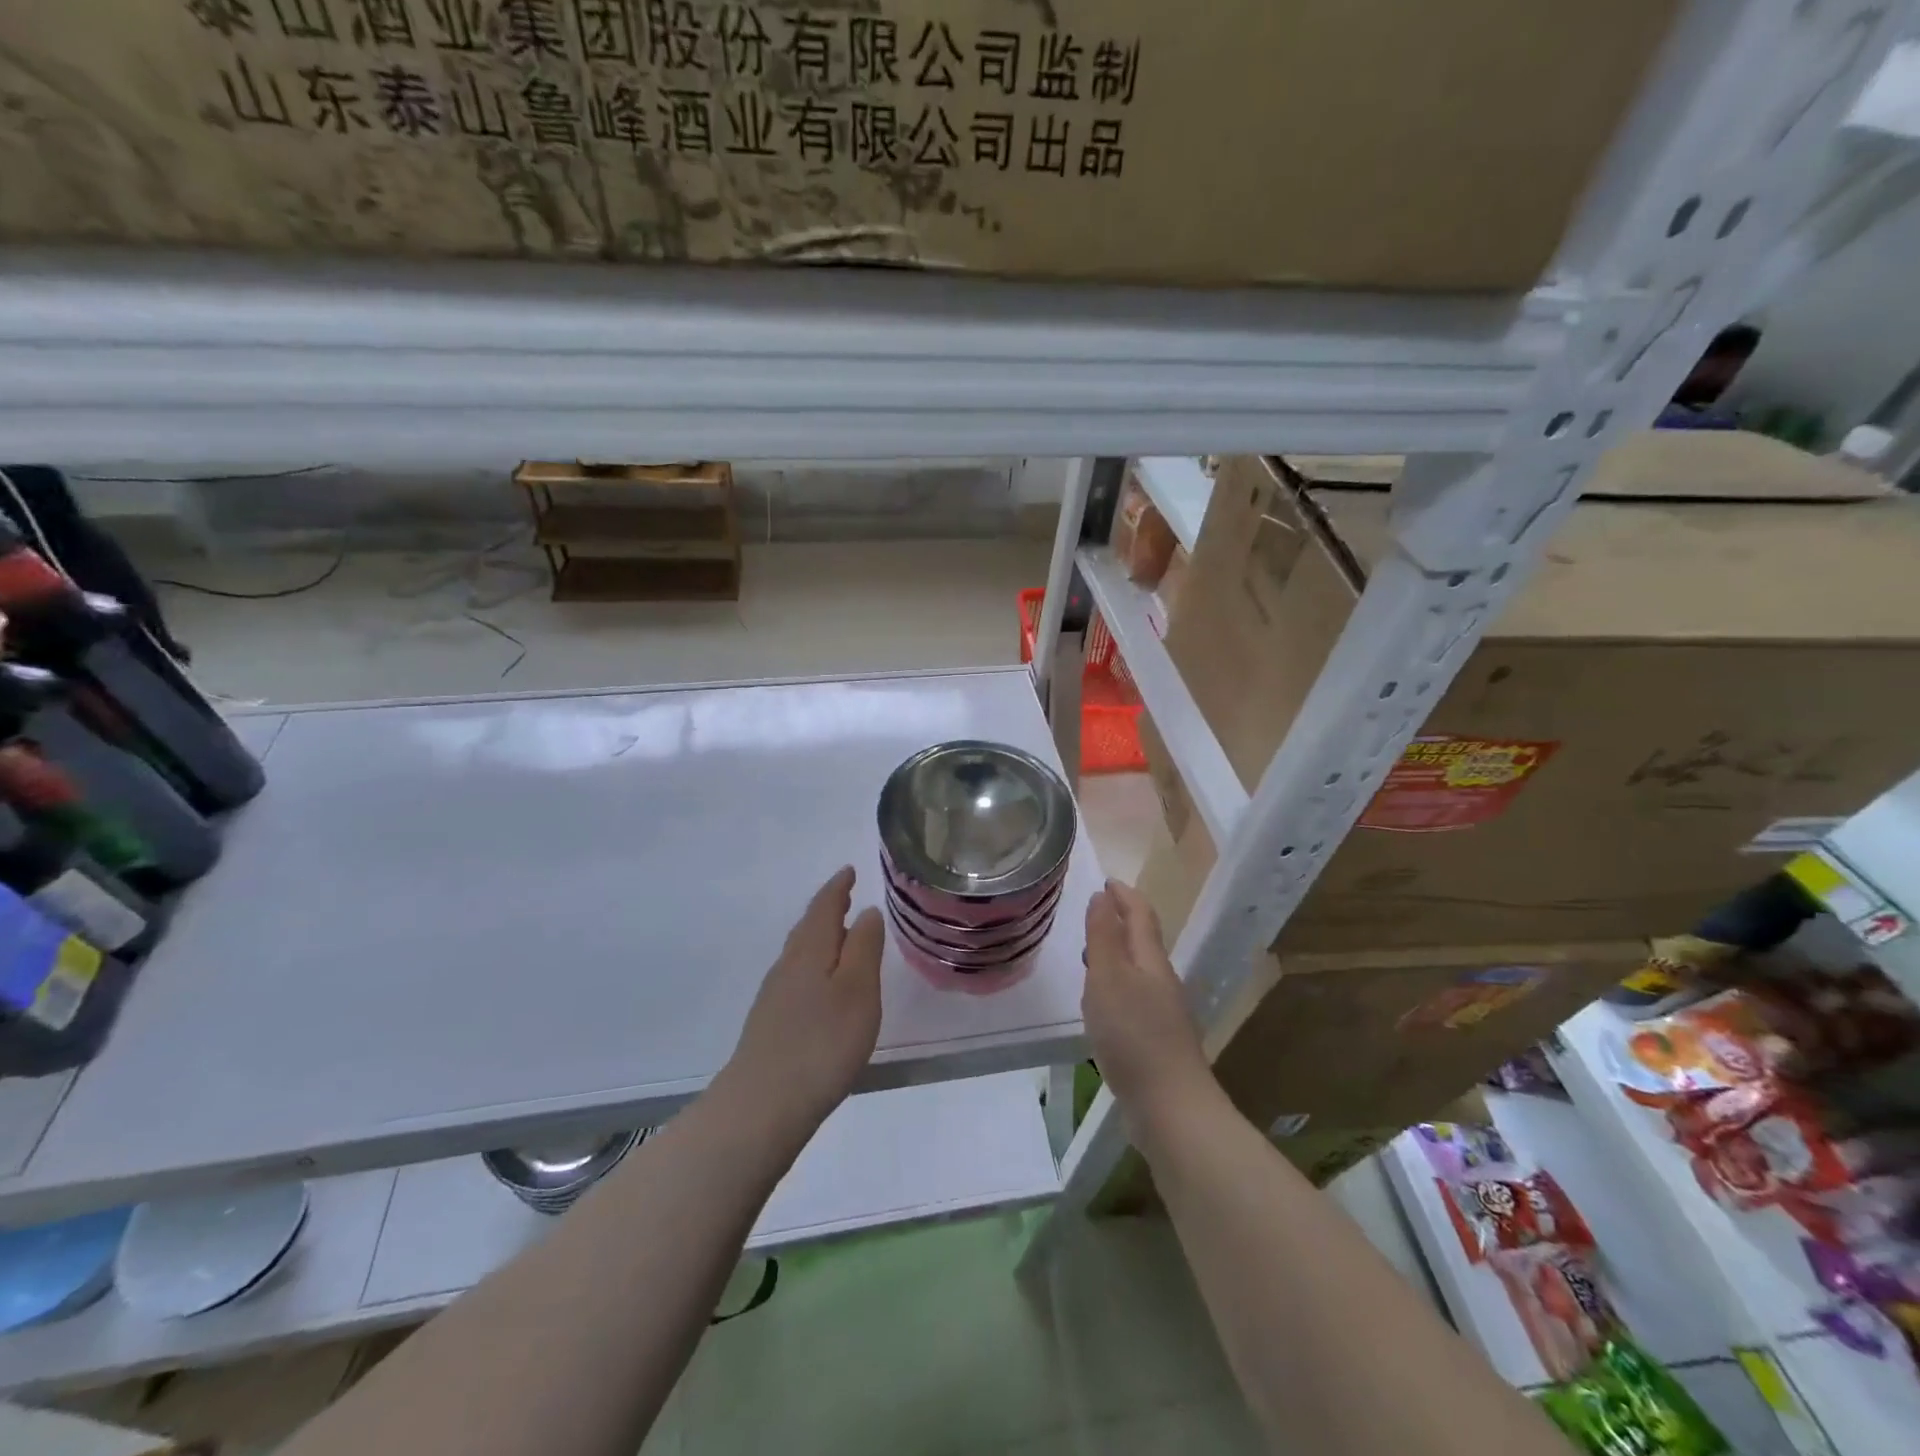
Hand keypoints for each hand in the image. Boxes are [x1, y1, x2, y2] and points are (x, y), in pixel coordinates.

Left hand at [726, 866, 883, 1131]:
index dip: (838, 887)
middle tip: (845, 895)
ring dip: (820, 936)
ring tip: (840, 934)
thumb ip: (864, 948)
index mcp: (810, 950)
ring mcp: (775, 995)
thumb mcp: (858, 991)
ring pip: (800, 952)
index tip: (849, 870)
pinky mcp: (771, 1022)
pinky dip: (813, 964)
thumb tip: (866, 912)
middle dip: (828, 908)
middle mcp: (788, 965)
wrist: (762, 1104)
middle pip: (808, 927)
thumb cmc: (822, 1043)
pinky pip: (796, 975)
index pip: (824, 906)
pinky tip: (821, 984)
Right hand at [1082, 879, 1212, 1134]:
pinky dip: (1116, 988)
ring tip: (1089, 955)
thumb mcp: (1109, 978)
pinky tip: (1101, 1006)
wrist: (1171, 1107)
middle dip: (1120, 922)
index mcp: (1150, 961)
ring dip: (1116, 955)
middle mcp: (1161, 981)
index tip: (1106, 880)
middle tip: (1093, 914)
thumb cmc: (1134, 1035)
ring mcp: (1162, 1013)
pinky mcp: (1156, 1041)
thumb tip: (1101, 896)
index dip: (1124, 895)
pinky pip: (1134, 999)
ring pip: (1137, 972)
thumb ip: (1103, 937)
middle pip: (1142, 942)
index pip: (1140, 915)